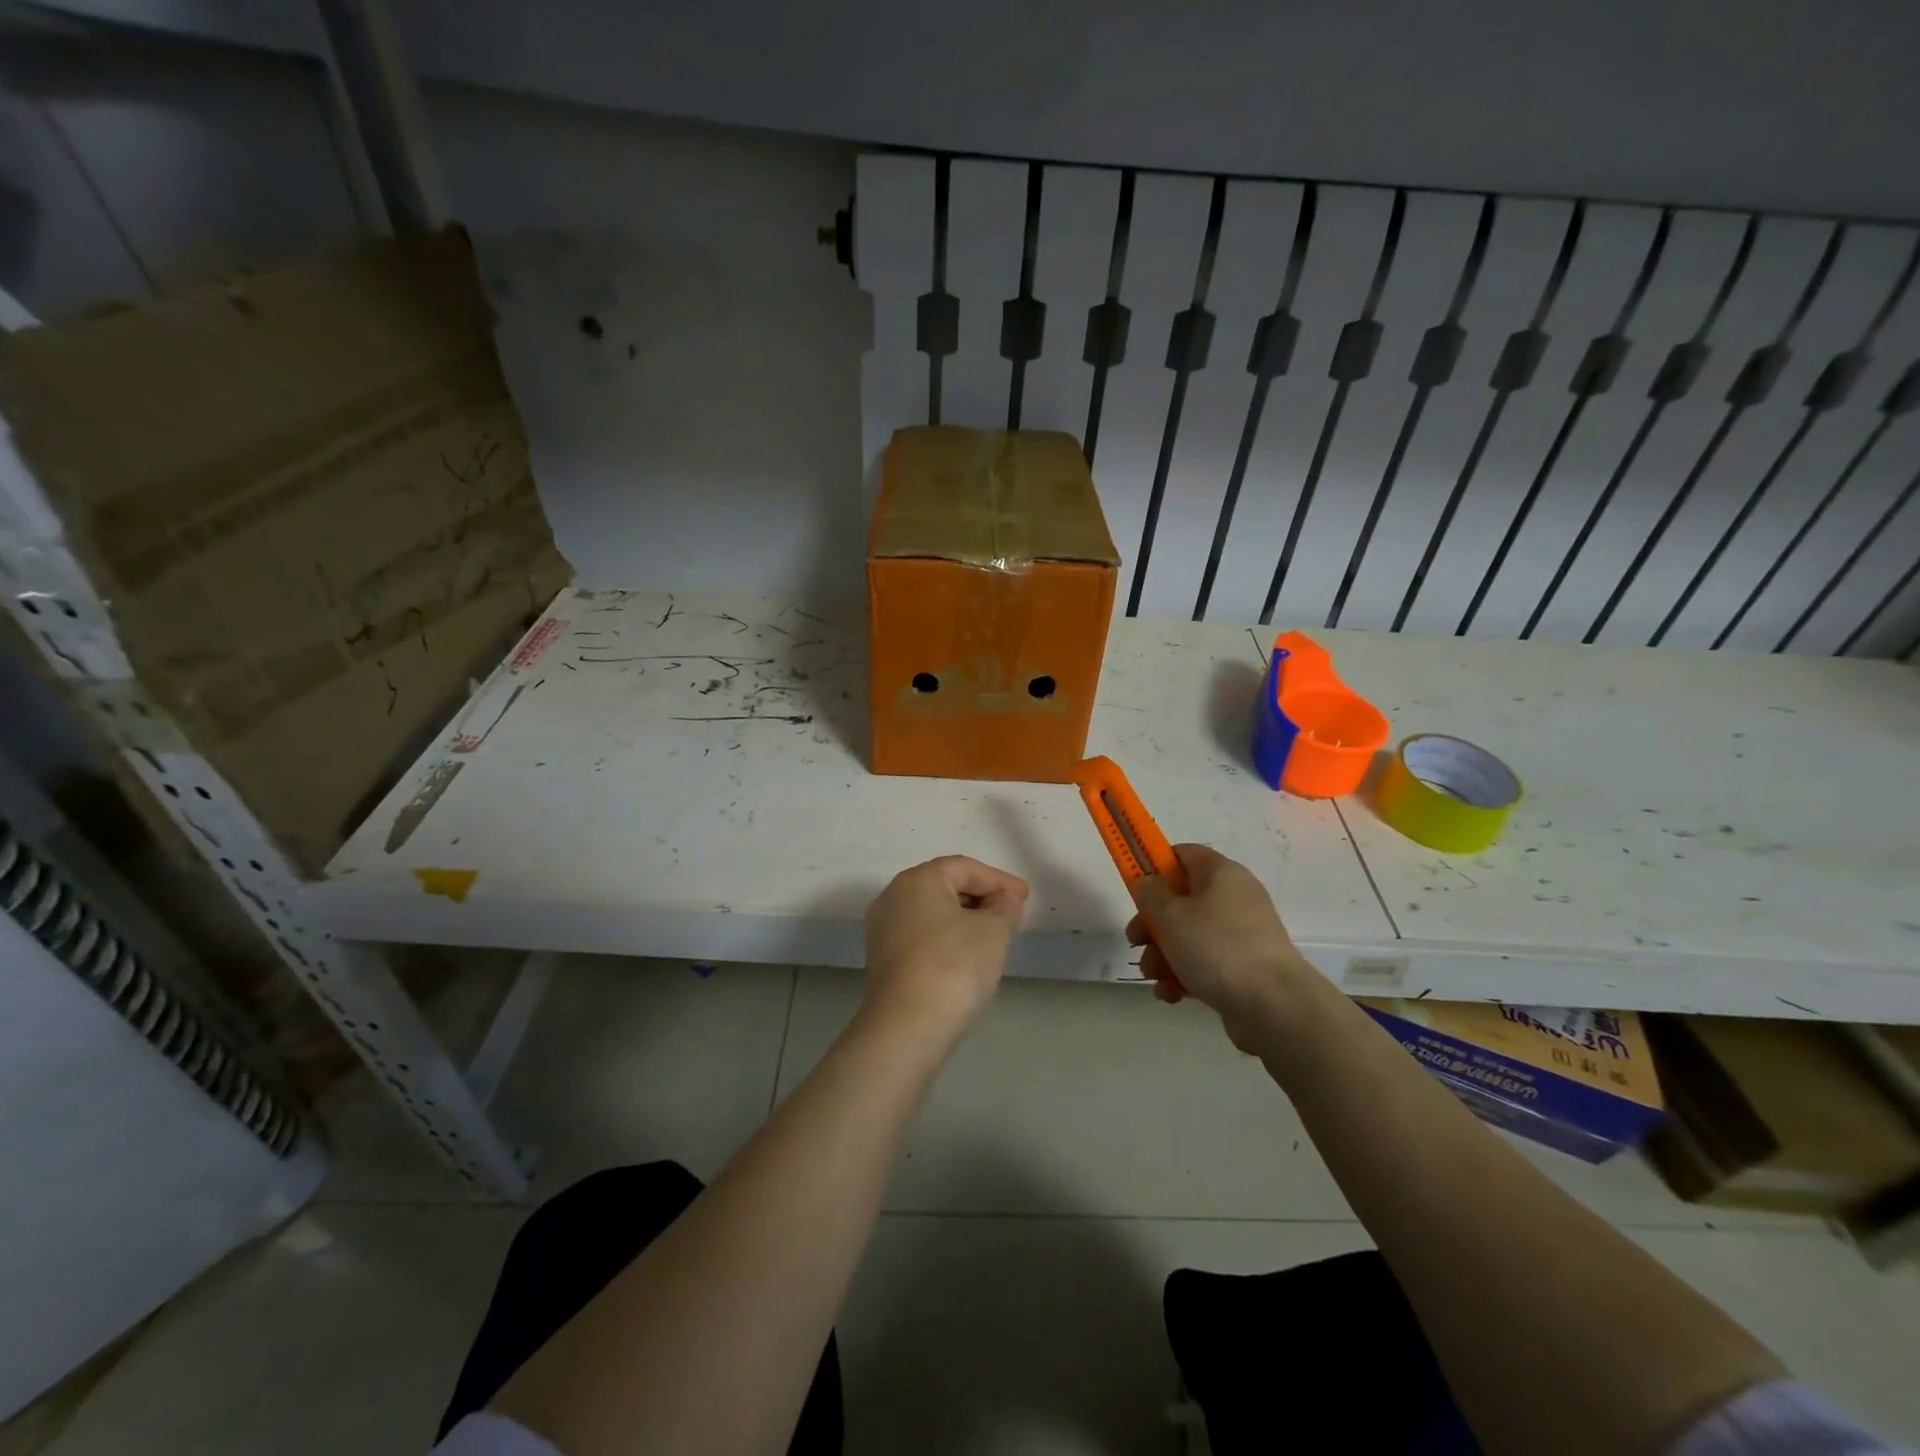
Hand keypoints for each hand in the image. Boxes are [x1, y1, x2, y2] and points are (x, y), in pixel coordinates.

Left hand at [862, 856, 1028, 1043]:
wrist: (907, 1027)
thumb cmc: (954, 965)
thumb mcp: (993, 930)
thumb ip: (1003, 907)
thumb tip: (1003, 900)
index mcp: (917, 879)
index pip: (965, 868)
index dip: (999, 880)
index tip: (1024, 898)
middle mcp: (893, 897)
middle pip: (944, 886)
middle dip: (980, 897)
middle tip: (1011, 914)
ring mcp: (882, 930)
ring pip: (931, 913)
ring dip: (964, 919)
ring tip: (993, 936)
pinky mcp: (882, 960)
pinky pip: (921, 936)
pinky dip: (946, 939)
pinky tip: (966, 957)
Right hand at [1127, 844, 1312, 1052]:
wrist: (1274, 1006)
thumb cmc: (1216, 948)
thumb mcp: (1171, 915)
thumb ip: (1150, 893)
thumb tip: (1148, 882)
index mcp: (1221, 873)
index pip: (1183, 854)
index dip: (1154, 866)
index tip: (1135, 889)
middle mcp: (1234, 899)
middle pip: (1181, 900)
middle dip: (1153, 923)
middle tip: (1136, 941)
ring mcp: (1241, 936)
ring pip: (1189, 935)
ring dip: (1163, 954)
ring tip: (1154, 976)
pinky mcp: (1243, 969)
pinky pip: (1205, 964)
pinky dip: (1184, 976)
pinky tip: (1170, 994)